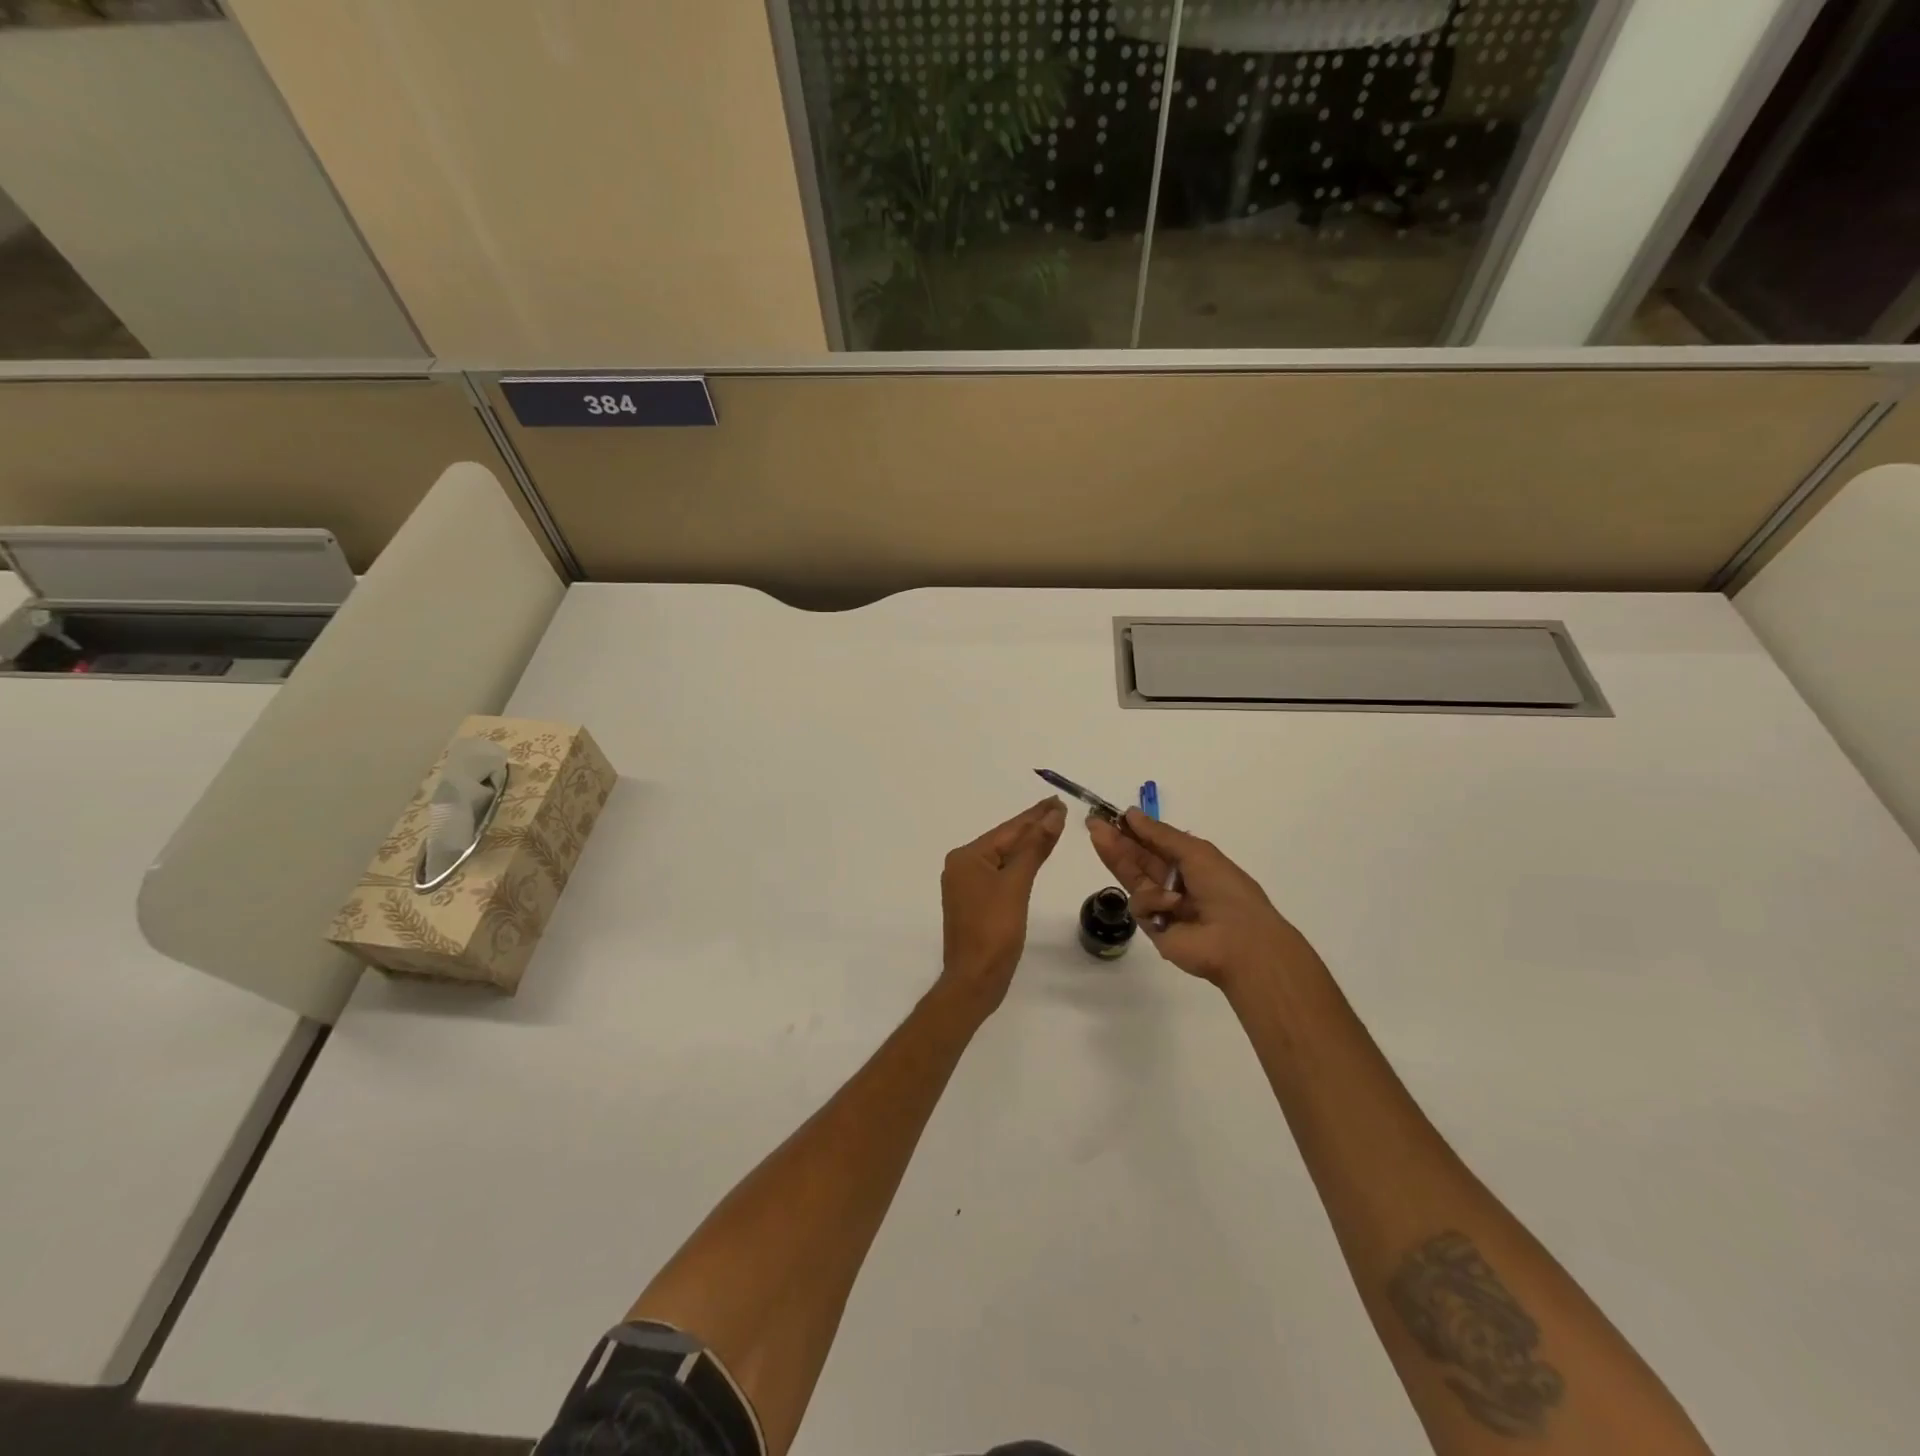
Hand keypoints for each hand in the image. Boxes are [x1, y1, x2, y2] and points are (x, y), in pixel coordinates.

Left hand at [937, 797, 1067, 1017]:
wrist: (975, 980)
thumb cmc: (994, 930)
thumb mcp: (1017, 884)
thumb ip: (1035, 847)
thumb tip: (1053, 814)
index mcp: (967, 857)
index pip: (1009, 829)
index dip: (1036, 815)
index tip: (1057, 800)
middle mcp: (962, 866)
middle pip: (1005, 841)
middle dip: (1032, 827)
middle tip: (1059, 809)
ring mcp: (966, 886)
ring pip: (1003, 858)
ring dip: (1027, 845)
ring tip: (1051, 827)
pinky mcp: (975, 903)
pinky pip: (1001, 874)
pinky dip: (1019, 865)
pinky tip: (1033, 859)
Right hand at [1087, 809, 1319, 989]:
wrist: (1238, 941)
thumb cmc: (1224, 889)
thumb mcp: (1195, 852)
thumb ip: (1159, 834)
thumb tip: (1131, 814)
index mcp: (1189, 863)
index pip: (1154, 844)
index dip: (1133, 830)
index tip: (1111, 816)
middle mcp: (1174, 882)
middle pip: (1138, 859)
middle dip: (1116, 840)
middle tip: (1092, 823)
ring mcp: (1162, 905)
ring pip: (1131, 877)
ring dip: (1117, 857)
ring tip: (1100, 838)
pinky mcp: (1153, 927)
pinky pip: (1140, 905)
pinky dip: (1153, 900)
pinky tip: (1170, 903)